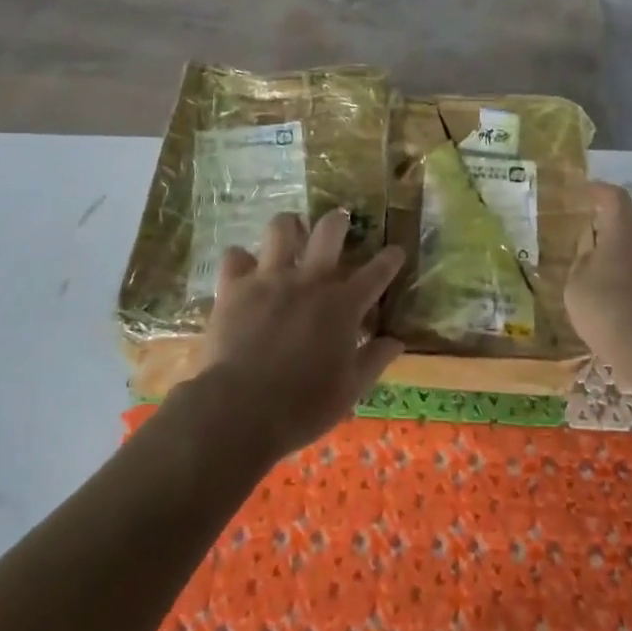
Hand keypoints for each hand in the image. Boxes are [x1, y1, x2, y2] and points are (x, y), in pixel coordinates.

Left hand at [198, 210, 404, 458]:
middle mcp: (310, 281)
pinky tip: (243, 269)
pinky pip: (235, 256)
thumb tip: (396, 341)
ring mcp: (270, 278)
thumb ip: (374, 360)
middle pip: (329, 231)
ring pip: (281, 228)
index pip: (377, 272)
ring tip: (289, 233)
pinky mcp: (235, 287)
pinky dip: (240, 260)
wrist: (240, 410)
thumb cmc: (302, 406)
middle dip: (338, 220)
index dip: (390, 258)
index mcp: (343, 305)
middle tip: (338, 221)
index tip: (396, 251)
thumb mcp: (349, 390)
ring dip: (288, 227)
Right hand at [564, 184, 631, 372]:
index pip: (614, 198)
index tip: (586, 190)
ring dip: (622, 264)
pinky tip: (618, 309)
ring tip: (599, 284)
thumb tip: (589, 257)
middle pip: (628, 229)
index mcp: (625, 231)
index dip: (599, 191)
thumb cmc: (608, 308)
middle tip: (587, 248)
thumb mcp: (576, 286)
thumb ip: (581, 265)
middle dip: (608, 235)